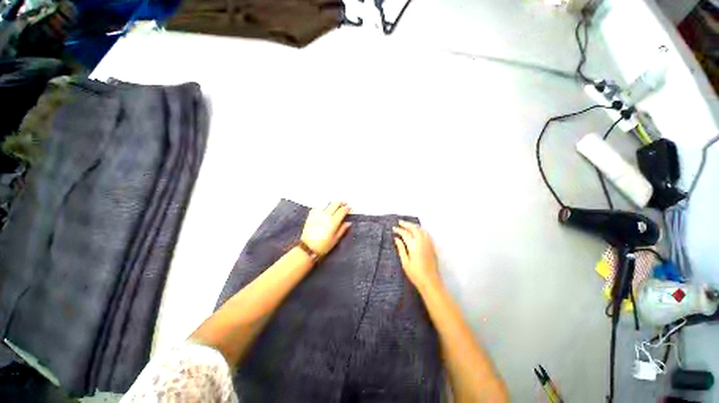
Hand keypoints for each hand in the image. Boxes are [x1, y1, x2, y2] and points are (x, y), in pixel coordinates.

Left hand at [301, 202, 351, 256]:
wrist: (308, 248)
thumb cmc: (323, 246)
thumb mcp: (335, 239)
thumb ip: (342, 229)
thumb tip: (348, 222)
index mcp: (333, 222)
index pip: (342, 210)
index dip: (347, 208)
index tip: (350, 209)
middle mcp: (326, 216)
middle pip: (335, 204)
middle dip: (341, 203)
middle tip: (344, 204)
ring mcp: (318, 214)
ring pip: (327, 204)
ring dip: (333, 204)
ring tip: (336, 206)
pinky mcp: (311, 216)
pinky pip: (319, 207)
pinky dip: (324, 207)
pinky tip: (325, 209)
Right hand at [393, 220, 441, 291]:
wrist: (431, 281)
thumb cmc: (415, 274)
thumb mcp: (405, 262)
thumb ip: (401, 249)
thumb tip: (396, 239)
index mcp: (414, 246)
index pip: (405, 234)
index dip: (399, 230)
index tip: (394, 228)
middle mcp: (422, 242)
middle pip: (414, 229)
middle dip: (407, 224)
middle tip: (400, 222)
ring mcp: (428, 244)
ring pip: (422, 230)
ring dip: (414, 226)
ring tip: (408, 225)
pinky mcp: (432, 247)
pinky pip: (426, 234)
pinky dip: (421, 230)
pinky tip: (418, 231)